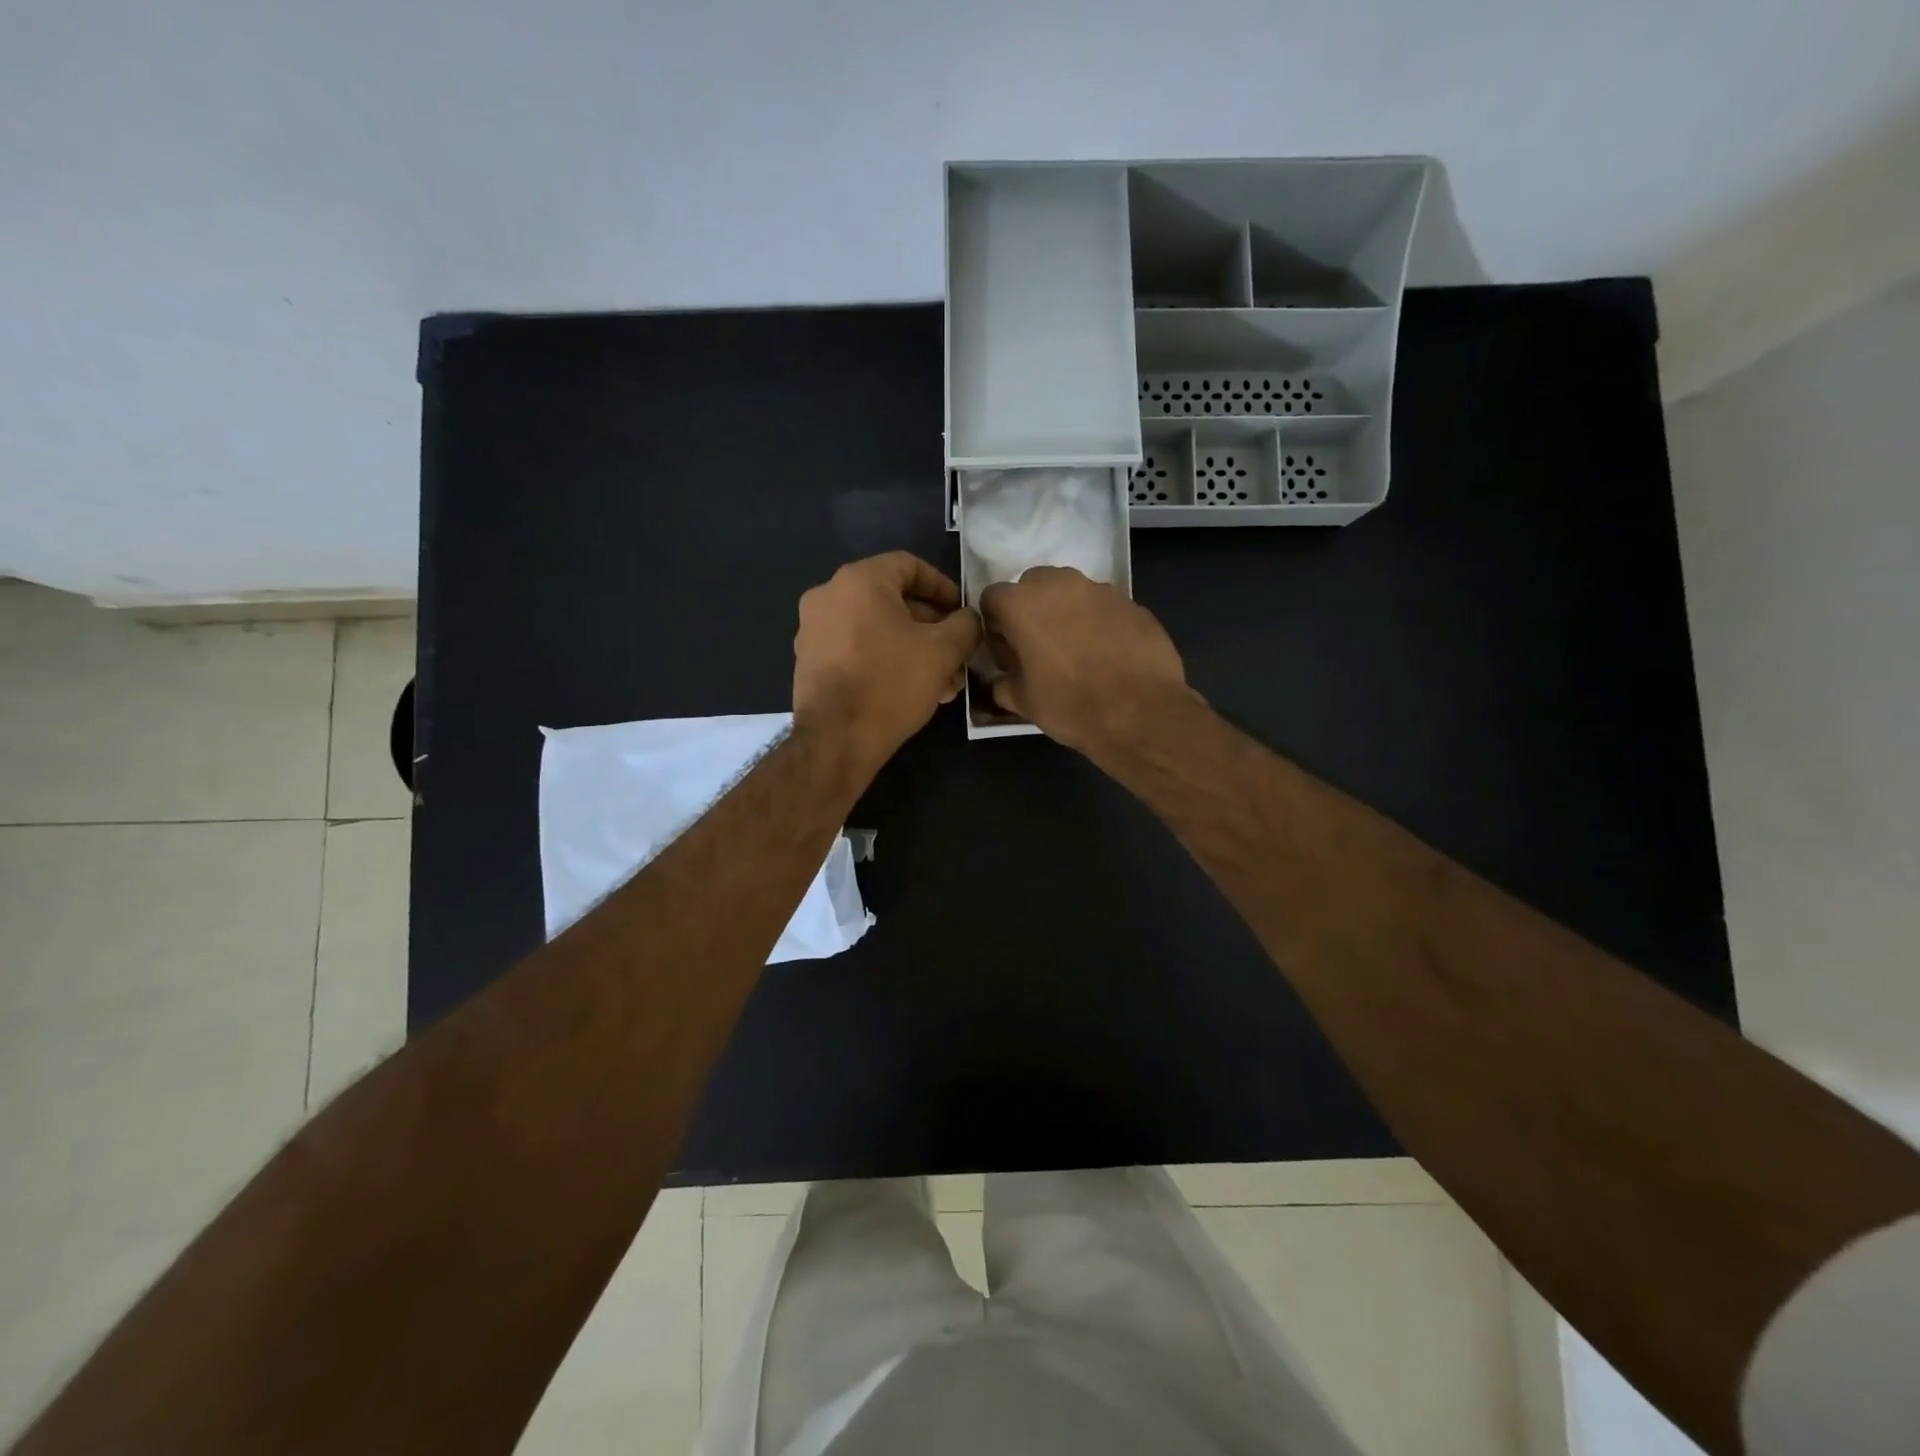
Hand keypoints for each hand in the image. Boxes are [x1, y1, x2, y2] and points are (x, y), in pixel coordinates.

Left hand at [793, 552, 981, 773]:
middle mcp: (829, 595)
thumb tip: (969, 618)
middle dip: (932, 627)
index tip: (963, 613)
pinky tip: (912, 690)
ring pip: (877, 629)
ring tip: (943, 681)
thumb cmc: (891, 683)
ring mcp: (814, 629)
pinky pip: (856, 648)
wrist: (836, 738)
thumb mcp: (943, 651)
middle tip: (957, 653)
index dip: (944, 587)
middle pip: (892, 600)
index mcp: (859, 580)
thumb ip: (965, 625)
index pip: (910, 566)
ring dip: (913, 649)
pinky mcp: (810, 661)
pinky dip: (886, 660)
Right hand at [979, 566, 1194, 753]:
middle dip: (1031, 610)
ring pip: (1071, 592)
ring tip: (1077, 650)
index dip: (995, 625)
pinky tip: (1108, 654)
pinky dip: (1099, 622)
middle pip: (1033, 585)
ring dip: (1066, 612)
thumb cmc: (1071, 706)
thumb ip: (1003, 683)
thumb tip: (1002, 680)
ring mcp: (1100, 590)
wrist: (1140, 713)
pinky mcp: (1132, 602)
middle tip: (1039, 647)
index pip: (992, 598)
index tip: (1007, 652)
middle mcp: (1059, 584)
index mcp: (1023, 604)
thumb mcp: (1023, 702)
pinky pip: (1104, 606)